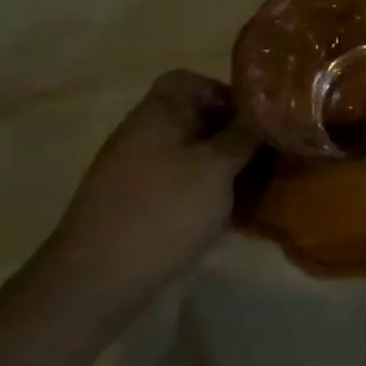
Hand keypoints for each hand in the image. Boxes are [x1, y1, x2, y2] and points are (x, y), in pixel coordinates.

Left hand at [37, 71, 257, 322]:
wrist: (95, 283)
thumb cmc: (162, 211)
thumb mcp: (217, 168)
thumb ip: (245, 135)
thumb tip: (270, 113)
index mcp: (157, 114)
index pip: (192, 81)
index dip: (226, 93)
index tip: (257, 119)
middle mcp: (142, 135)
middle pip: (193, 118)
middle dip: (231, 132)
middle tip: (266, 152)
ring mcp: (134, 172)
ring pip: (189, 154)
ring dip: (221, 165)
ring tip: (252, 185)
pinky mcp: (134, 206)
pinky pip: (177, 183)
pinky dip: (202, 191)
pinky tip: (224, 213)